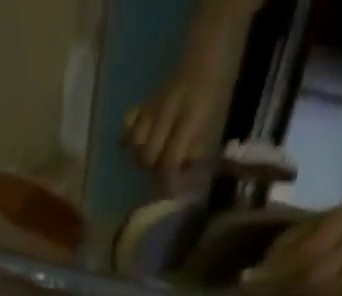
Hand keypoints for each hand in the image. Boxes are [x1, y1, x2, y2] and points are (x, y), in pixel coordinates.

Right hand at [125, 58, 230, 180]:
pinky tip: (134, 145)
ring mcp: (153, 105)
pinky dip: (128, 136)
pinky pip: (128, 122)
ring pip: (134, 142)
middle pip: (147, 155)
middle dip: (153, 171)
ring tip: (151, 160)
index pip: (170, 159)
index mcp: (190, 116)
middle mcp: (167, 110)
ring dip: (140, 157)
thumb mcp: (211, 124)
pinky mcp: (144, 103)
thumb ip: (195, 151)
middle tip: (163, 175)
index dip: (169, 182)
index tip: (171, 194)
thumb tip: (182, 179)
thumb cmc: (213, 93)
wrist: (205, 54)